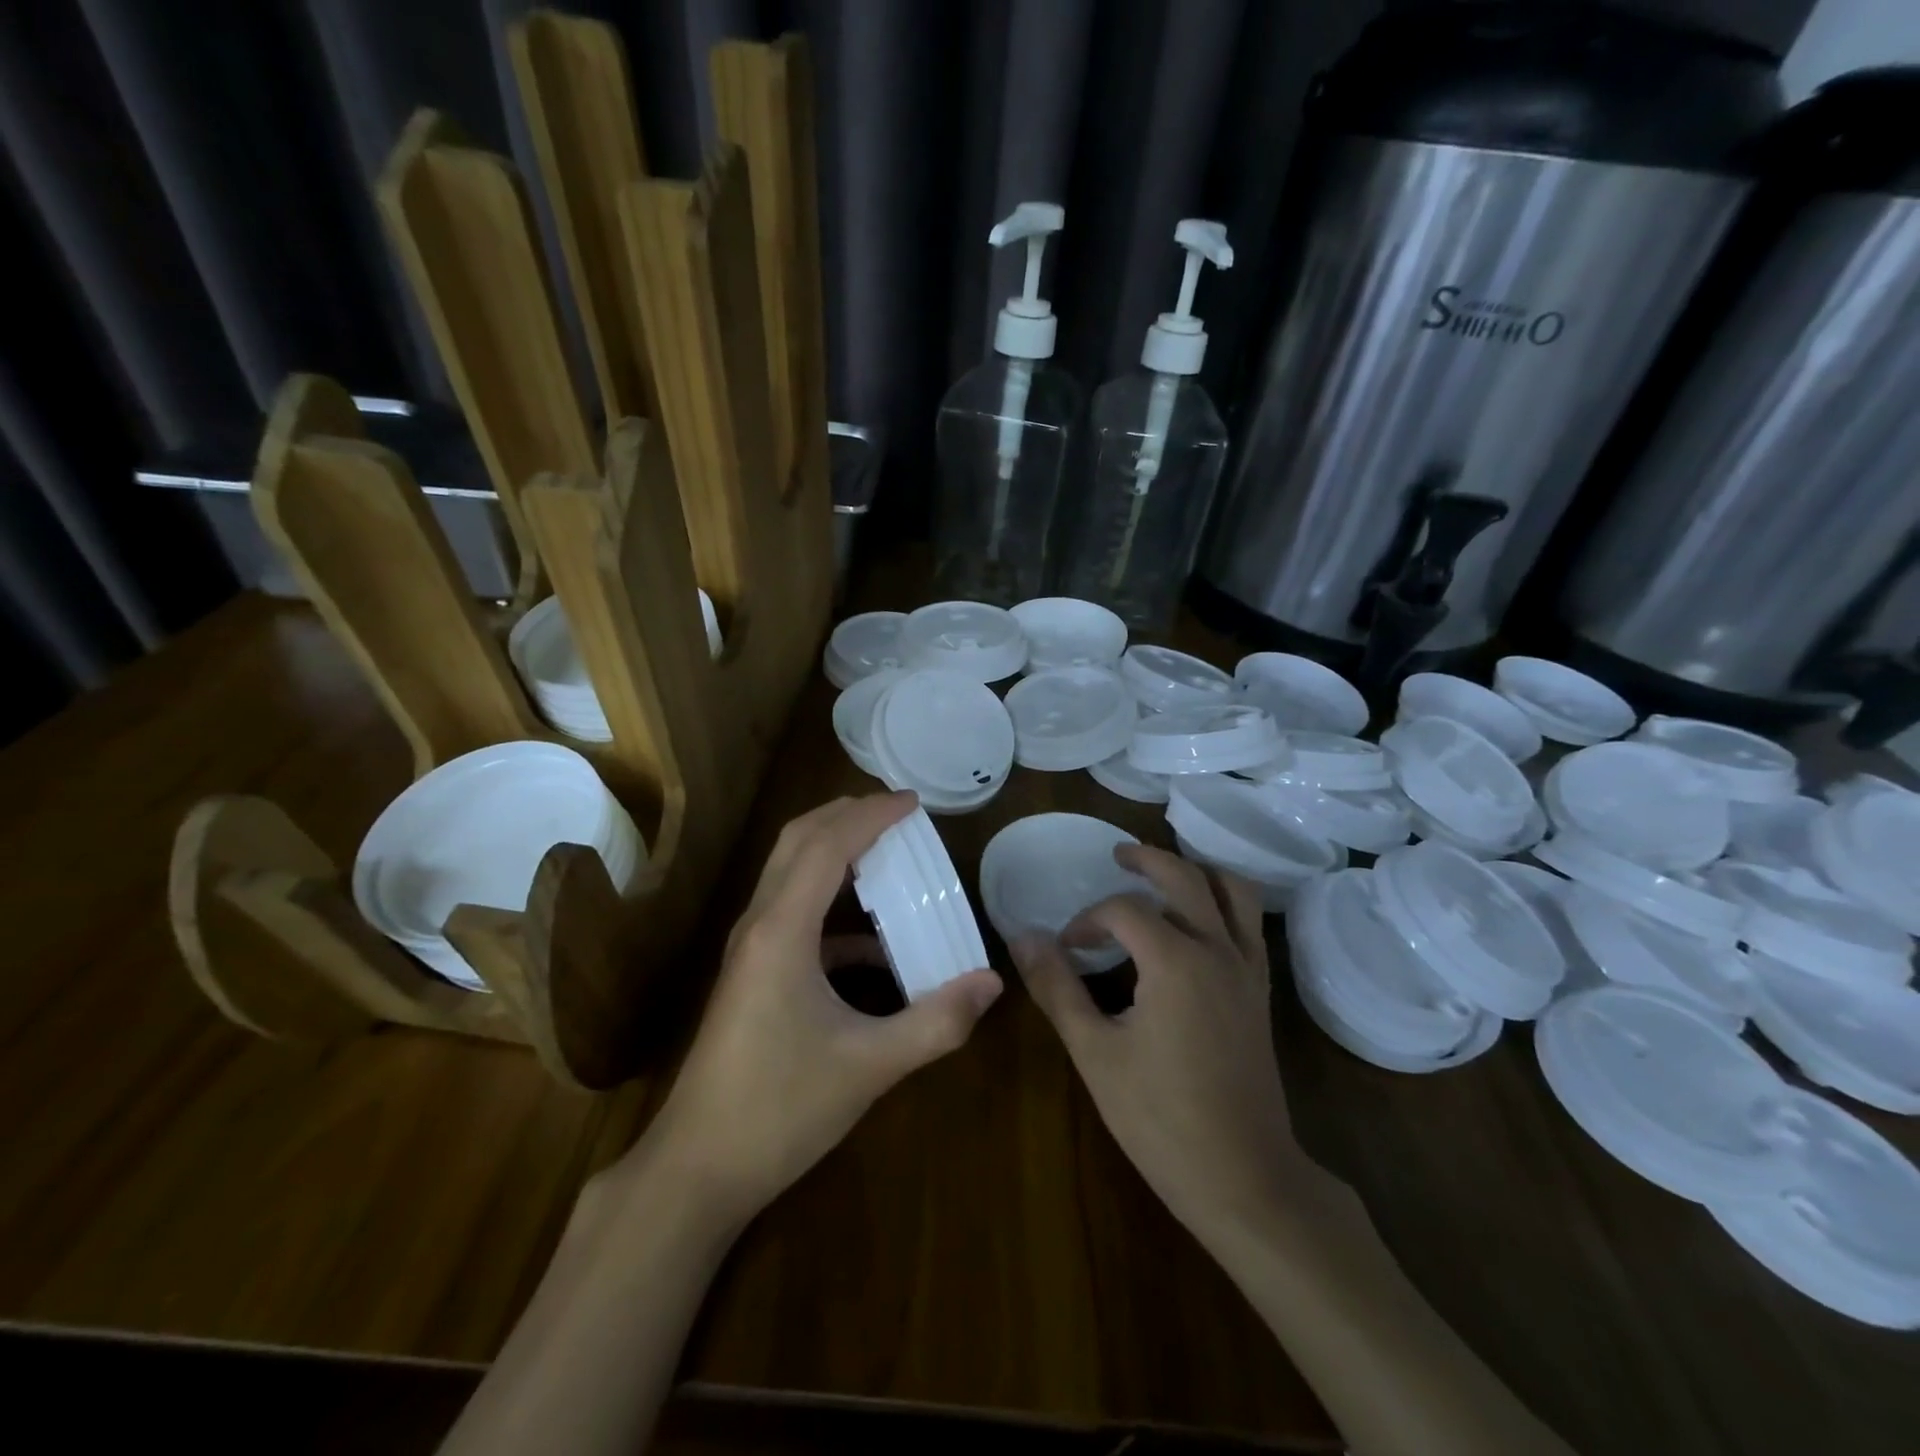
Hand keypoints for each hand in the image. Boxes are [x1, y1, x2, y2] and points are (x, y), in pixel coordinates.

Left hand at [638, 791, 1001, 1225]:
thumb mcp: (869, 1067)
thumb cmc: (779, 1109)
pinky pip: (793, 918)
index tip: (914, 803)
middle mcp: (759, 926)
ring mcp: (750, 951)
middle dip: (845, 815)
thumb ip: (936, 1022)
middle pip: (797, 842)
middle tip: (897, 812)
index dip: (871, 815)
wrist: (696, 1170)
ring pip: (789, 874)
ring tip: (886, 853)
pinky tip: (873, 945)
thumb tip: (992, 983)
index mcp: (782, 931)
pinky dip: (833, 910)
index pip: (827, 845)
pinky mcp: (752, 976)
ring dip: (834, 852)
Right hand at [1013, 846, 1298, 1243]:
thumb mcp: (1094, 1052)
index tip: (1066, 948)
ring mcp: (1247, 971)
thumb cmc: (1160, 1118)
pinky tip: (1200, 920)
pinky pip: (1249, 925)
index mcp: (1175, 960)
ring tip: (1165, 872)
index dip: (1088, 919)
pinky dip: (1225, 902)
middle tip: (1117, 856)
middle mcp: (1217, 950)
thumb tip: (1022, 937)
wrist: (1245, 1179)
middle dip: (1147, 861)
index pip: (1124, 910)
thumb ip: (1057, 987)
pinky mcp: (1260, 993)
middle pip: (1185, 878)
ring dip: (1196, 871)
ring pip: (1232, 892)